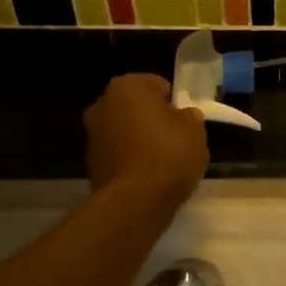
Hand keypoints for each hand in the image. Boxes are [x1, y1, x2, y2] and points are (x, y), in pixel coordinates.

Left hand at [84, 74, 207, 205]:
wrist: (135, 202)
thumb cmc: (168, 153)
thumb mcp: (195, 129)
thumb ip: (189, 116)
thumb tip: (183, 117)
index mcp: (126, 87)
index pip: (156, 84)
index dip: (173, 101)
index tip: (184, 119)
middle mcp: (102, 105)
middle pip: (136, 107)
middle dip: (152, 118)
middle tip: (175, 137)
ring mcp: (92, 136)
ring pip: (125, 130)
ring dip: (140, 139)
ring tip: (163, 160)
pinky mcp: (90, 164)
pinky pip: (119, 154)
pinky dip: (131, 160)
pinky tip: (148, 176)